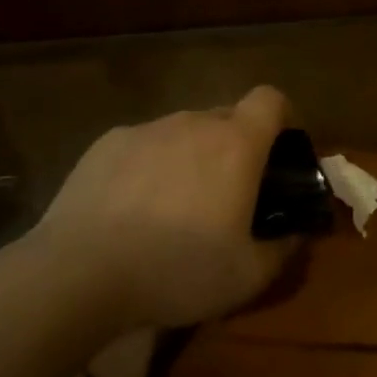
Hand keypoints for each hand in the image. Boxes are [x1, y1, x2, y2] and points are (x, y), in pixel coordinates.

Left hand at [29, 86, 296, 331]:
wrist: (79, 273)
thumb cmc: (176, 270)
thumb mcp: (247, 277)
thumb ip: (283, 249)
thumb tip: (297, 233)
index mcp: (236, 144)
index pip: (271, 99)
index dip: (282, 117)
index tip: (280, 150)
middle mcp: (193, 123)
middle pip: (227, 117)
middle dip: (236, 145)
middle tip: (228, 193)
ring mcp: (147, 129)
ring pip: (183, 131)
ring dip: (191, 156)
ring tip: (174, 206)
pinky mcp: (107, 143)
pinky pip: (144, 144)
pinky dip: (149, 165)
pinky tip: (130, 208)